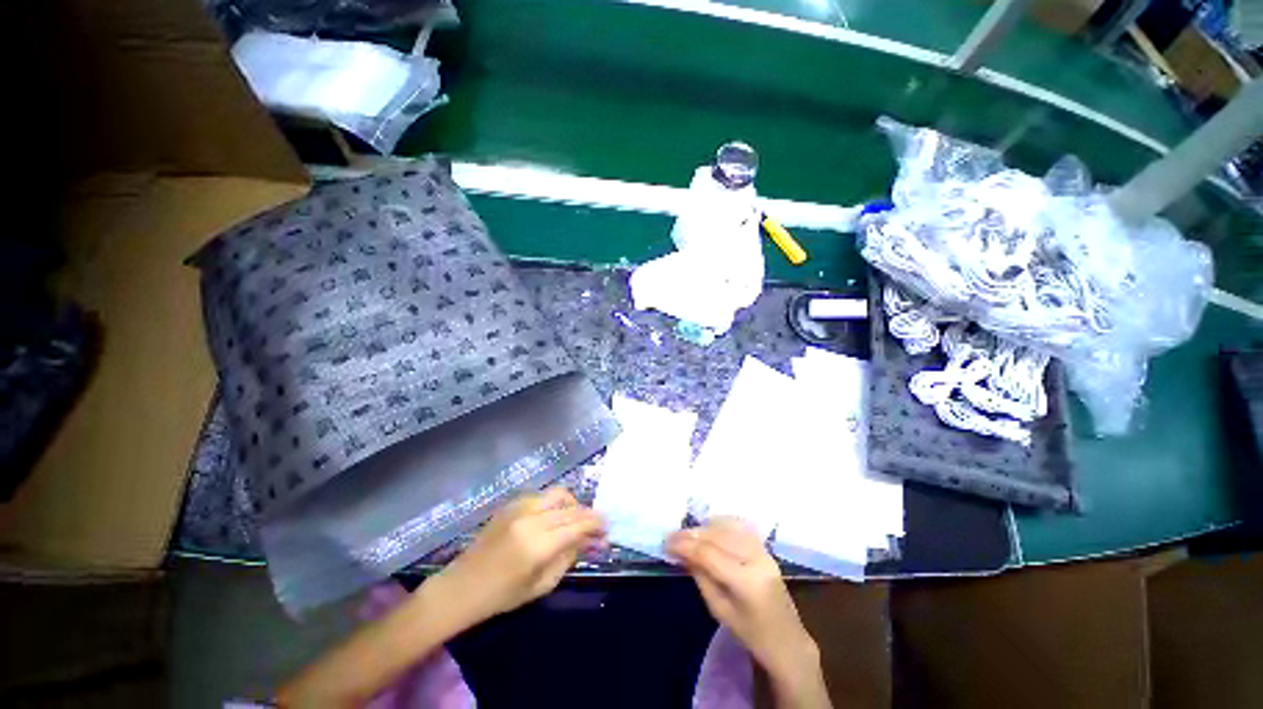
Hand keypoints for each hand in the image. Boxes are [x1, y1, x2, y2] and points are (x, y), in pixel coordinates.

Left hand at [436, 488, 605, 622]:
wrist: (461, 586)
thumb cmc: (502, 595)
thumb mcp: (542, 584)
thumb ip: (569, 558)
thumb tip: (591, 540)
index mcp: (538, 544)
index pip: (578, 524)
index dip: (596, 524)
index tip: (607, 528)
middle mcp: (531, 518)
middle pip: (571, 507)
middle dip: (588, 514)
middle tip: (596, 526)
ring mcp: (519, 507)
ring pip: (558, 494)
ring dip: (572, 504)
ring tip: (574, 520)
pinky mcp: (511, 504)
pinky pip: (542, 496)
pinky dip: (554, 503)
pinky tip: (553, 518)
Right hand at [667, 518, 819, 689]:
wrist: (786, 639)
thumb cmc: (750, 633)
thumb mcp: (718, 609)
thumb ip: (700, 576)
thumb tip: (681, 552)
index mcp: (746, 581)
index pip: (708, 553)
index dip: (684, 544)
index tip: (665, 543)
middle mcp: (756, 559)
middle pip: (717, 535)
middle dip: (691, 533)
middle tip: (671, 536)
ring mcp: (763, 550)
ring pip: (727, 526)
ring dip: (704, 527)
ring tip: (686, 534)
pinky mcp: (764, 547)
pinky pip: (738, 527)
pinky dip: (719, 524)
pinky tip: (707, 529)